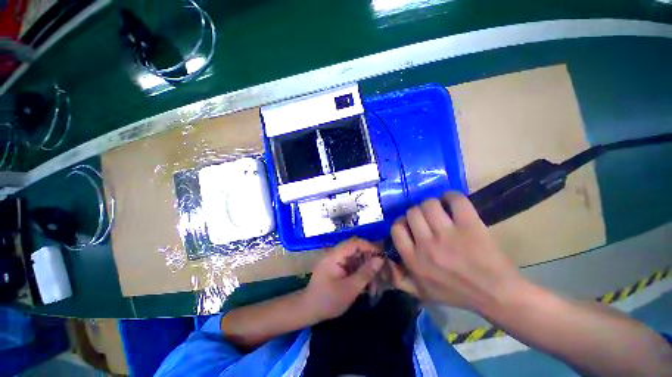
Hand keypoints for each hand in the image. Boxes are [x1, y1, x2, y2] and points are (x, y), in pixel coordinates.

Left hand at [304, 237, 383, 320]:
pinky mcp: (338, 267)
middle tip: (383, 269)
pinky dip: (361, 271)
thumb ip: (366, 273)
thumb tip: (380, 259)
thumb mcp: (350, 288)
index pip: (355, 243)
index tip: (383, 256)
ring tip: (377, 279)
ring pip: (356, 257)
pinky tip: (369, 283)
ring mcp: (336, 260)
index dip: (370, 247)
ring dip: (367, 266)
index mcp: (335, 255)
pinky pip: (352, 264)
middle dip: (370, 257)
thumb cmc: (328, 300)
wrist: (309, 310)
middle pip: (356, 248)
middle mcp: (336, 253)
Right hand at [390, 192, 523, 312]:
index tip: (410, 225)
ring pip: (429, 204)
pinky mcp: (470, 226)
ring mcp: (448, 234)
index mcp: (414, 260)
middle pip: (412, 213)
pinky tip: (452, 202)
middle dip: (417, 213)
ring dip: (432, 204)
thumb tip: (385, 260)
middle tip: (427, 218)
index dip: (401, 223)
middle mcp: (427, 245)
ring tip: (440, 210)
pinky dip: (452, 196)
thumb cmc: (457, 294)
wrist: (496, 295)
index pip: (396, 229)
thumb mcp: (421, 293)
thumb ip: (399, 279)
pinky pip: (455, 200)